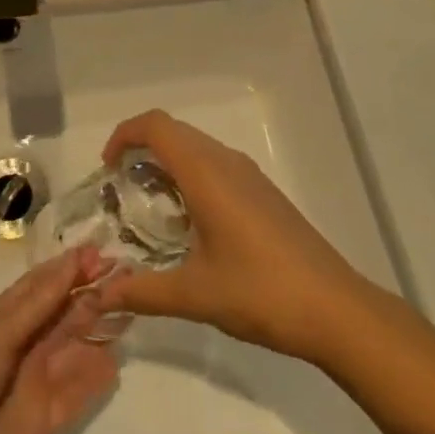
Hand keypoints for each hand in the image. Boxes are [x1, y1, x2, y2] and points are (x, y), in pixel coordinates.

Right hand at [94, 111, 369, 364]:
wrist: (334, 308)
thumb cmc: (260, 292)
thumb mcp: (195, 295)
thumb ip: (143, 292)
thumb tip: (100, 296)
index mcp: (206, 172)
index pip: (156, 125)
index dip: (124, 135)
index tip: (107, 169)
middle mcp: (226, 161)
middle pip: (174, 132)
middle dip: (141, 150)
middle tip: (120, 192)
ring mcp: (248, 175)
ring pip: (196, 148)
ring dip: (167, 164)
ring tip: (150, 210)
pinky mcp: (263, 192)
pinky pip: (215, 165)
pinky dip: (190, 177)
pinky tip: (190, 224)